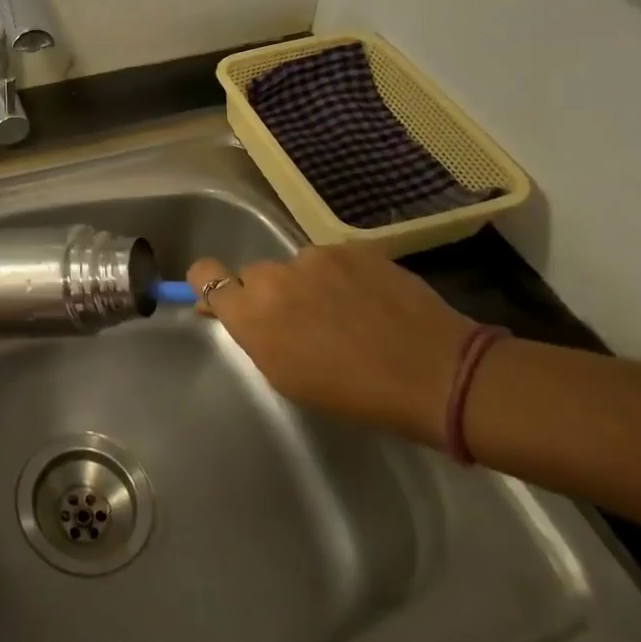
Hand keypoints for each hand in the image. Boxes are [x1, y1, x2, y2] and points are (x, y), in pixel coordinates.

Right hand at [187, 244, 473, 441]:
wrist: (436, 373)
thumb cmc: (353, 394)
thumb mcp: (287, 376)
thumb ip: (251, 335)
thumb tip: (224, 308)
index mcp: (252, 314)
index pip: (204, 274)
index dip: (209, 284)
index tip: (226, 301)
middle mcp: (275, 276)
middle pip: (255, 274)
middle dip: (270, 295)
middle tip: (303, 323)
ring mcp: (316, 256)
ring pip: (297, 267)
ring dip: (309, 285)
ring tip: (348, 316)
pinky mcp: (353, 248)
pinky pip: (333, 261)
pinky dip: (343, 278)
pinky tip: (370, 303)